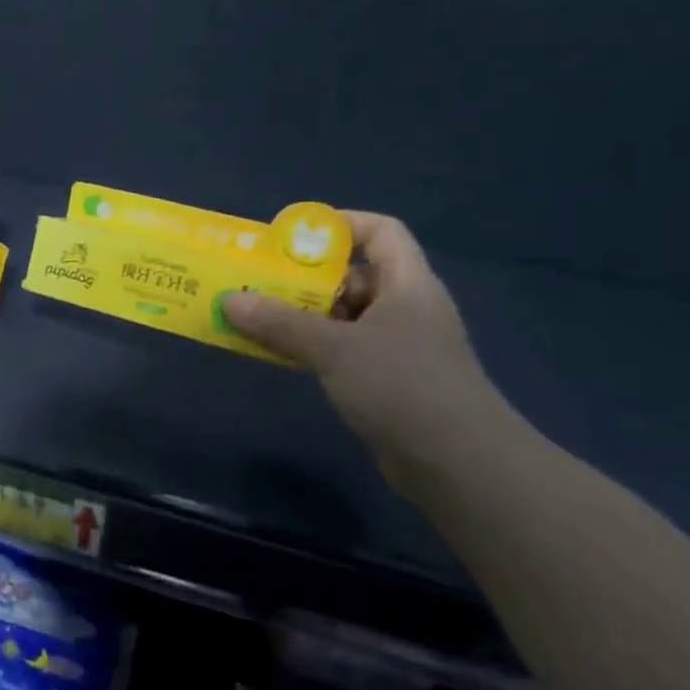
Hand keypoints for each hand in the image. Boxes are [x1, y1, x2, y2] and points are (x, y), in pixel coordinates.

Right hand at [222, 213, 504, 474]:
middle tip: (258, 280)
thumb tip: (230, 300)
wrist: (459, 464)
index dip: (340, 225)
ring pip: (344, 315)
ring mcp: (399, 347)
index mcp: (407, 284)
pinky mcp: (389, 381)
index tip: (292, 238)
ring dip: (303, 315)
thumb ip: (280, 323)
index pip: (380, 231)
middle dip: (305, 277)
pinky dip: (312, 346)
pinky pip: (343, 349)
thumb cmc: (402, 386)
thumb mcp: (334, 348)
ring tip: (256, 316)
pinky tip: (280, 354)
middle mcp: (406, 308)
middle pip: (354, 274)